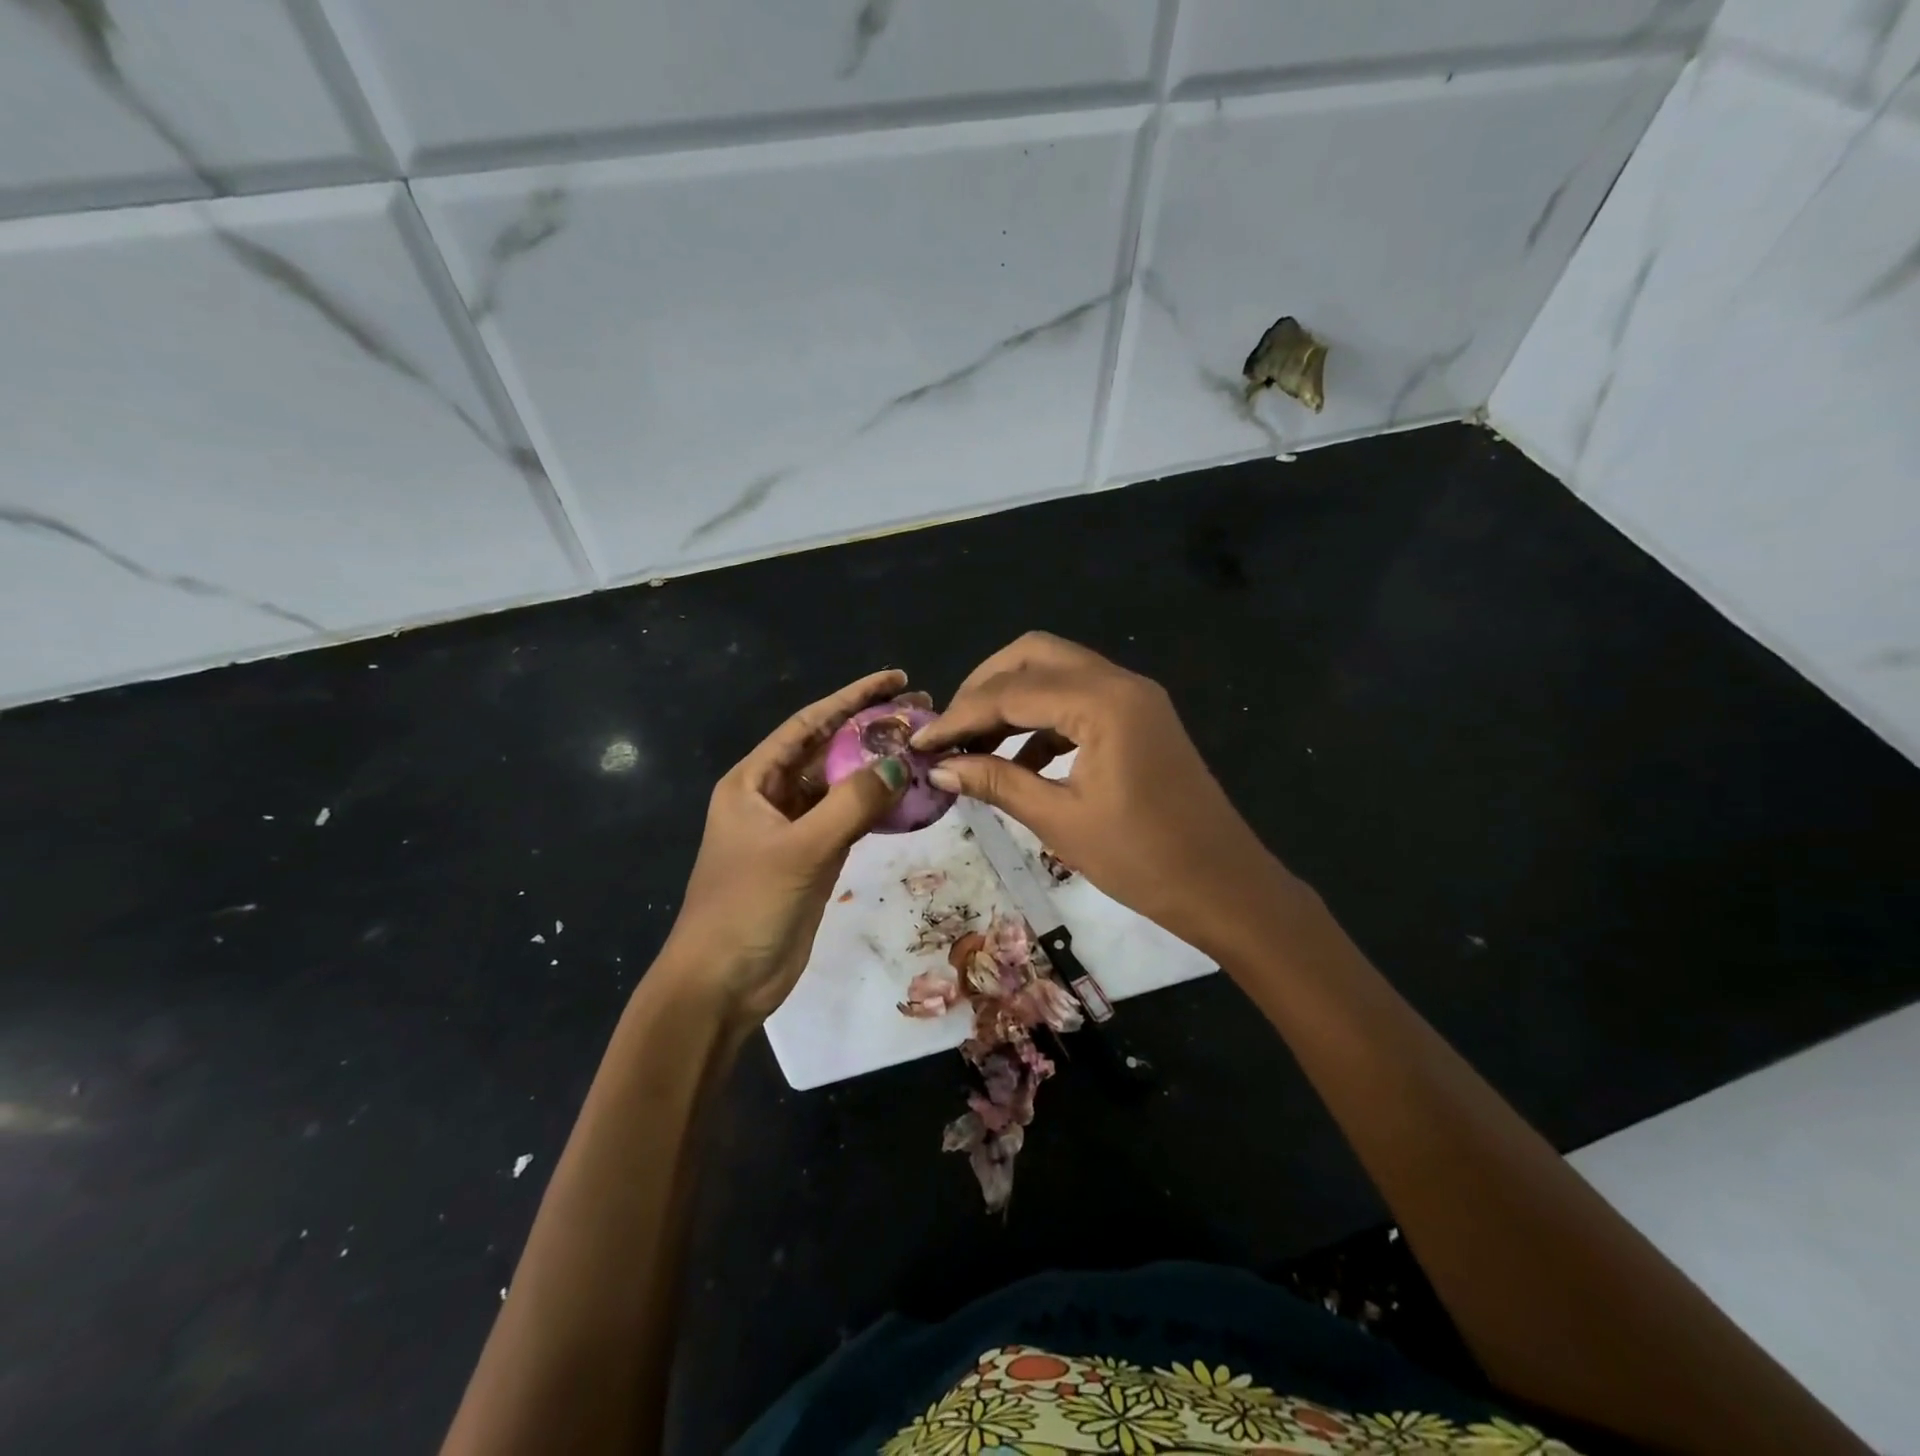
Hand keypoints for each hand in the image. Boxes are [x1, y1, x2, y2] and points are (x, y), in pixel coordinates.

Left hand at [661, 669, 913, 1030]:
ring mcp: (793, 830)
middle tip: (922, 713)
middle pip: (827, 751)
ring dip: (876, 769)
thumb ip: (850, 804)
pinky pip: (848, 821)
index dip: (852, 698)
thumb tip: (897, 764)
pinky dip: (875, 809)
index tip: (895, 679)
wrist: (720, 984)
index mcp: (754, 781)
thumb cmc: (747, 907)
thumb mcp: (800, 850)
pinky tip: (908, 798)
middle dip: (870, 730)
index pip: (809, 724)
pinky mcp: (810, 859)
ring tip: (923, 749)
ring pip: (840, 787)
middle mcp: (772, 797)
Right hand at [913, 634, 1286, 957]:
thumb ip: (997, 782)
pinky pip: (1079, 699)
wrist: (1225, 887)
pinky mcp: (1140, 718)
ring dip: (1013, 700)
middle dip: (985, 686)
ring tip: (975, 745)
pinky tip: (1018, 760)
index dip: (959, 716)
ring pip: (1058, 672)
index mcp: (1102, 702)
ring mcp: (1135, 697)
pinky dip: (1043, 720)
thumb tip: (940, 767)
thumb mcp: (1060, 820)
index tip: (920, 742)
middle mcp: (1119, 682)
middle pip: (1035, 655)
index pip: (1011, 691)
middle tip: (951, 728)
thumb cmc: (1142, 859)